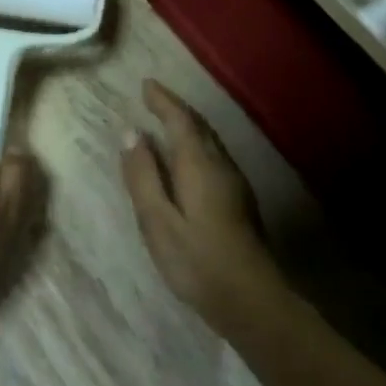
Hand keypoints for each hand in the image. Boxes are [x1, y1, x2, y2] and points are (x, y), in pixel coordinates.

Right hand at [121, 79, 279, 335]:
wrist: (253, 301)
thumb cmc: (197, 261)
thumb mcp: (157, 220)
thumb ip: (142, 175)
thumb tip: (131, 133)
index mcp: (198, 164)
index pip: (180, 120)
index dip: (163, 100)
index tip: (146, 85)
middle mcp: (220, 165)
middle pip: (199, 126)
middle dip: (176, 109)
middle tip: (154, 98)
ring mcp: (235, 184)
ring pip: (209, 142)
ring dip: (188, 126)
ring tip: (167, 121)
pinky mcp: (240, 202)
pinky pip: (214, 157)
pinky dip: (196, 145)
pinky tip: (188, 160)